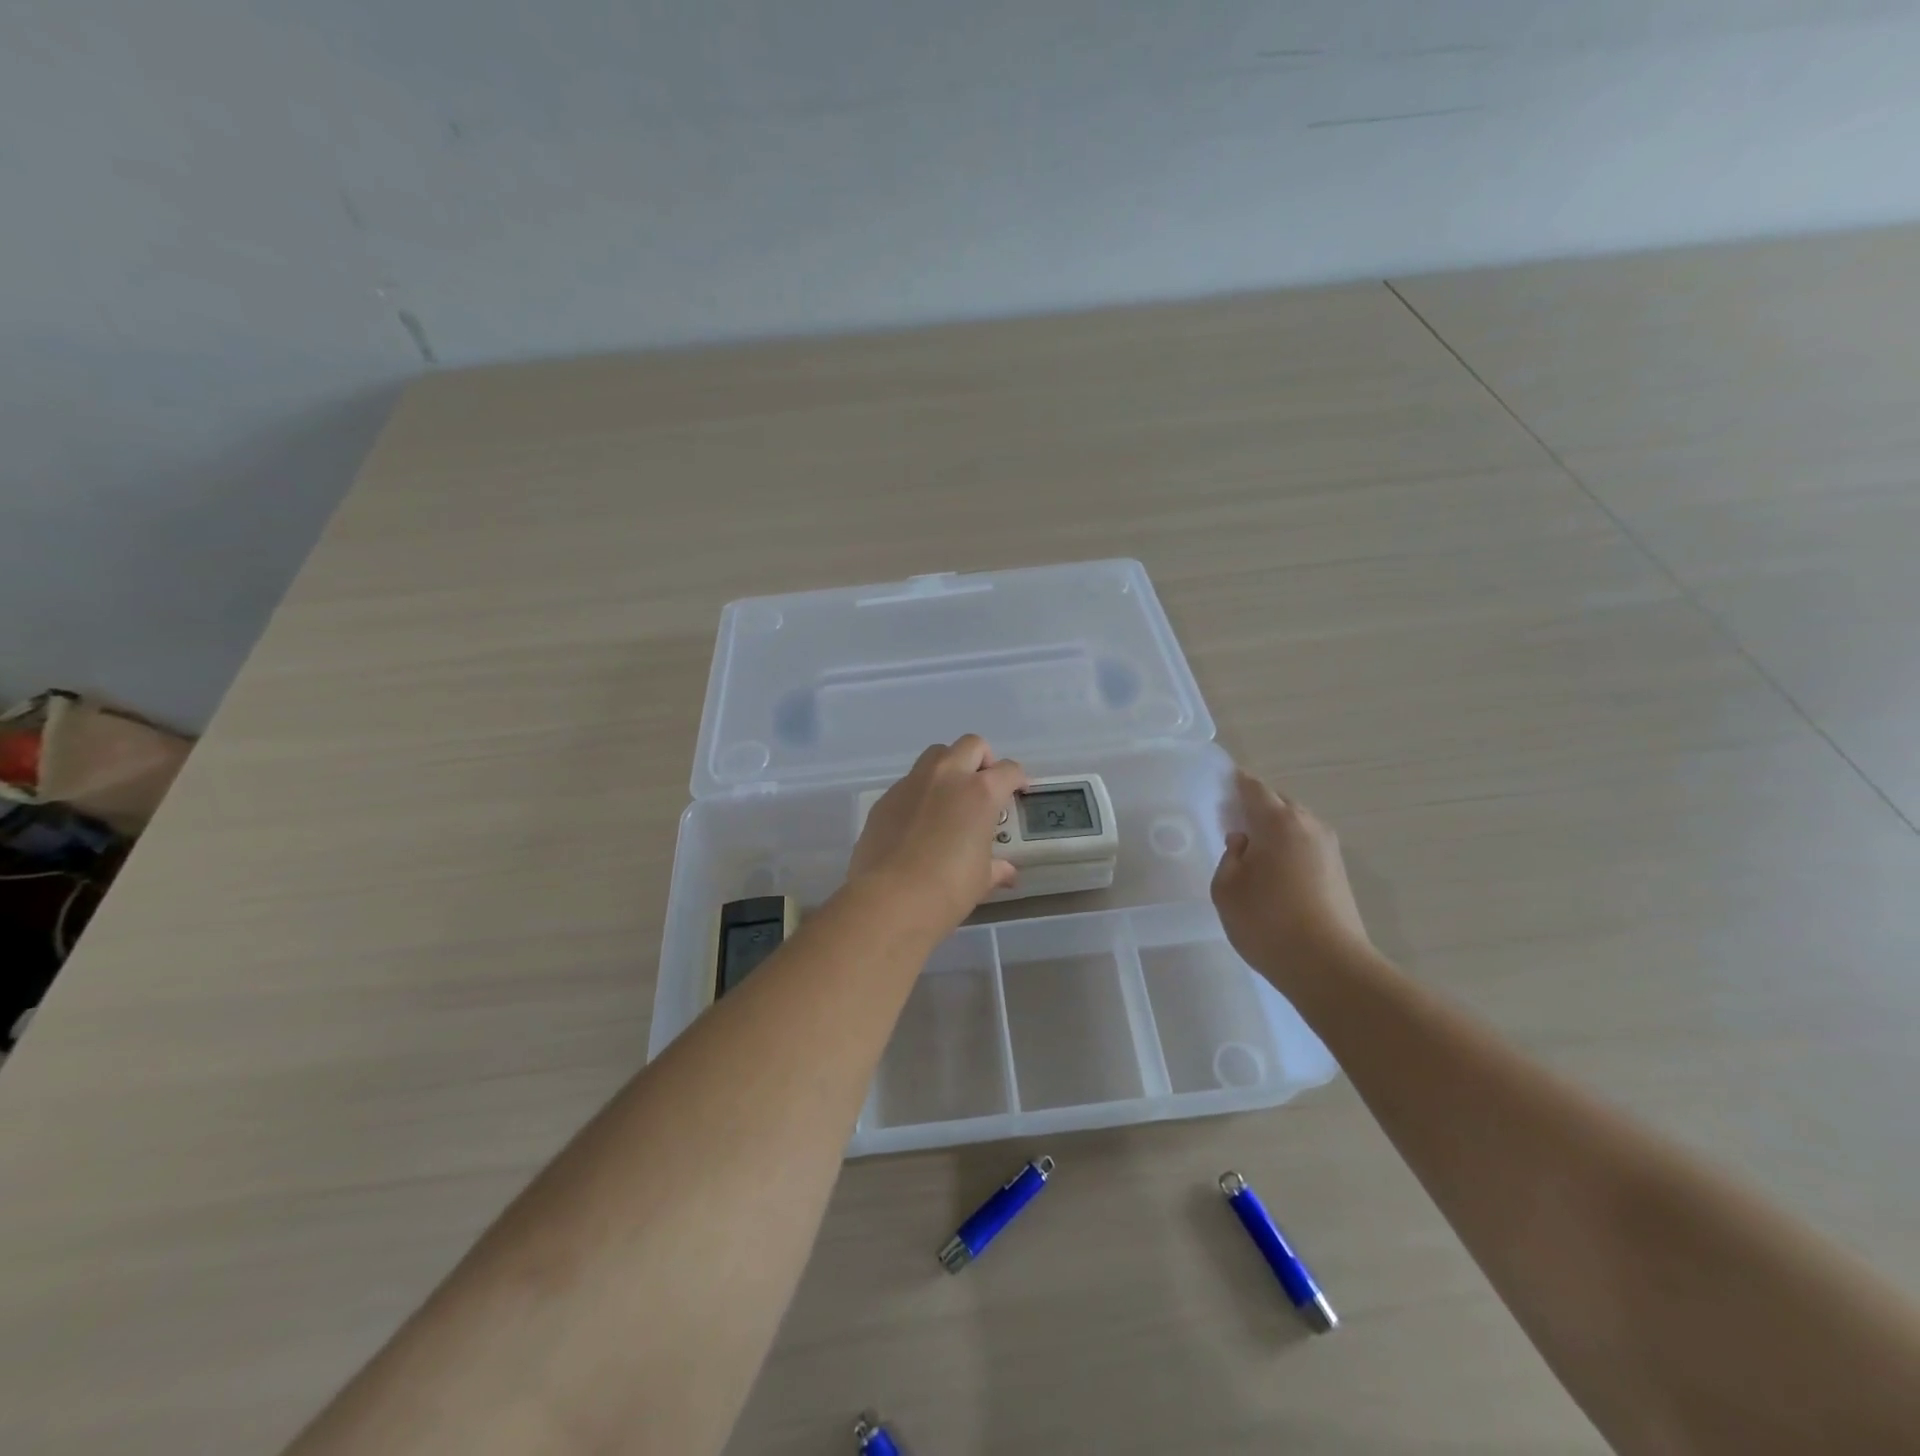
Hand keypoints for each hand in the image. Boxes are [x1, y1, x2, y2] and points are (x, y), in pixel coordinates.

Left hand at [848, 735, 1028, 936]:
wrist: (889, 899)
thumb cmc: (947, 889)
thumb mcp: (981, 880)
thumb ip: (996, 868)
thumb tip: (1007, 872)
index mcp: (980, 793)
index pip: (1008, 770)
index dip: (1017, 779)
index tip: (1018, 792)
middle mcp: (947, 777)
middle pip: (971, 745)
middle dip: (982, 760)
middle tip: (983, 786)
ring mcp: (912, 783)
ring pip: (936, 755)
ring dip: (949, 767)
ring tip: (950, 798)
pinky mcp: (886, 798)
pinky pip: (909, 783)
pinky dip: (920, 792)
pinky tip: (918, 822)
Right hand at [1211, 769, 1371, 980]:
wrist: (1330, 967)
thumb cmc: (1268, 923)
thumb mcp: (1227, 889)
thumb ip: (1230, 857)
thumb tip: (1245, 845)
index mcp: (1279, 822)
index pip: (1253, 788)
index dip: (1235, 783)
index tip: (1219, 785)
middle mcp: (1310, 826)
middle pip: (1278, 803)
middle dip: (1255, 807)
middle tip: (1230, 823)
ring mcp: (1330, 850)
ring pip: (1295, 825)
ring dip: (1273, 830)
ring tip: (1250, 851)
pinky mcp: (1339, 873)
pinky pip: (1305, 846)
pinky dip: (1287, 849)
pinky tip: (1272, 873)